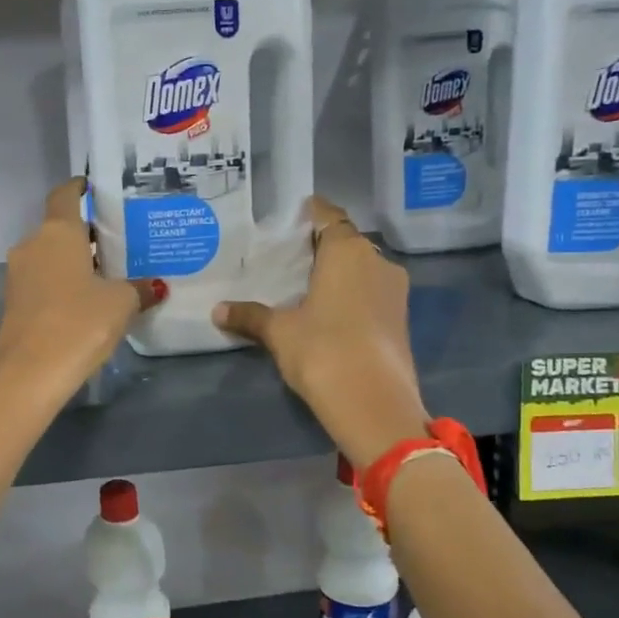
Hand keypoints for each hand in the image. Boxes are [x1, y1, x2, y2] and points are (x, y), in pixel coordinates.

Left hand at [0, 178, 165, 403]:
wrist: (29, 374)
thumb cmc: (79, 323)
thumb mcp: (121, 303)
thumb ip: (139, 288)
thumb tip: (156, 286)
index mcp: (57, 232)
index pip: (65, 195)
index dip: (80, 188)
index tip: (98, 188)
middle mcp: (32, 245)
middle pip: (60, 228)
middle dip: (87, 234)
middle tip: (120, 242)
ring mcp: (18, 275)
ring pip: (50, 257)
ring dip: (74, 261)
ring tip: (108, 275)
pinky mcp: (13, 303)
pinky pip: (42, 282)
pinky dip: (62, 284)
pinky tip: (87, 302)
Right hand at [214, 197, 427, 467]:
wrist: (374, 404)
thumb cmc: (322, 351)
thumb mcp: (279, 332)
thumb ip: (250, 316)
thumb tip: (218, 310)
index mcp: (347, 251)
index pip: (329, 216)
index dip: (310, 213)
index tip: (290, 217)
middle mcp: (377, 260)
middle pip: (346, 242)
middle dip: (320, 247)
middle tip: (287, 257)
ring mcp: (394, 291)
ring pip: (361, 269)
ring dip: (337, 273)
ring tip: (304, 286)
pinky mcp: (400, 319)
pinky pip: (370, 292)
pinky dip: (351, 295)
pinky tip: (327, 312)